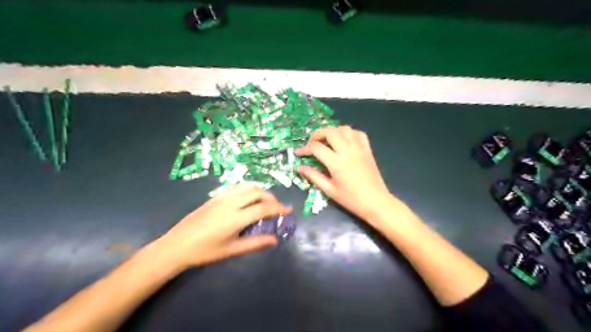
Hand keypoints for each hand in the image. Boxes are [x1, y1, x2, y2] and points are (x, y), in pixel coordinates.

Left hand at [153, 184, 289, 268]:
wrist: (177, 245)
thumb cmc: (205, 251)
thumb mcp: (232, 250)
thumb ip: (255, 243)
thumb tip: (274, 240)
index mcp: (235, 218)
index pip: (263, 208)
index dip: (278, 208)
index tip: (288, 210)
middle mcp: (230, 203)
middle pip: (257, 192)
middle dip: (271, 198)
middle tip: (276, 208)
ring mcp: (222, 197)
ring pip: (248, 187)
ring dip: (260, 192)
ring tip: (265, 203)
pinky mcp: (215, 196)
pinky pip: (238, 188)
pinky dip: (249, 191)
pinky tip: (248, 201)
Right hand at [294, 127, 391, 222]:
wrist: (376, 202)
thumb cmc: (351, 199)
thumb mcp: (329, 190)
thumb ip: (314, 176)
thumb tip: (300, 168)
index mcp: (336, 162)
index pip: (316, 148)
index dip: (305, 149)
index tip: (298, 153)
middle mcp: (347, 151)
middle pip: (330, 131)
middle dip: (317, 134)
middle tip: (312, 143)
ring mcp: (359, 148)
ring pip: (344, 129)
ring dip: (333, 131)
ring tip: (327, 140)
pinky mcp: (367, 149)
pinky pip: (358, 133)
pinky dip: (349, 133)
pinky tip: (344, 141)